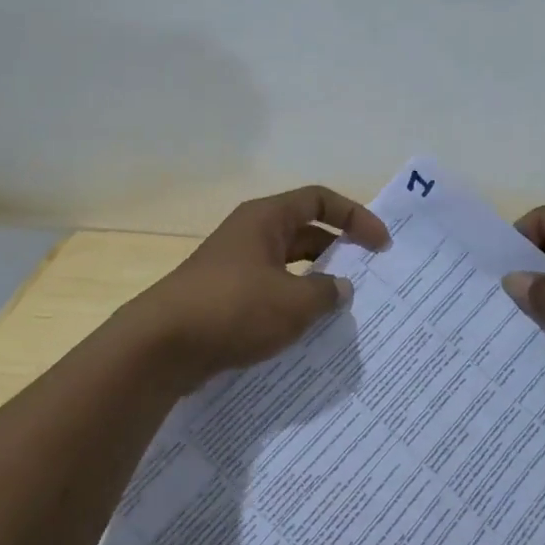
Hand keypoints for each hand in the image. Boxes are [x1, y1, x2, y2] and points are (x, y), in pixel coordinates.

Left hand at [127, 186, 390, 387]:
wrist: (162, 345)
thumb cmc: (233, 309)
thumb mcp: (292, 302)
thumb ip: (326, 293)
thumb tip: (340, 289)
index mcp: (265, 219)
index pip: (319, 200)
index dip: (355, 216)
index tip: (381, 244)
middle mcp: (250, 235)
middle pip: (304, 232)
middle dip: (338, 251)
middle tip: (369, 276)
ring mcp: (234, 267)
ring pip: (287, 266)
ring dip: (316, 283)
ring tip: (344, 308)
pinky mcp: (225, 298)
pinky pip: (270, 292)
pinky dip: (292, 304)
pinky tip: (308, 330)